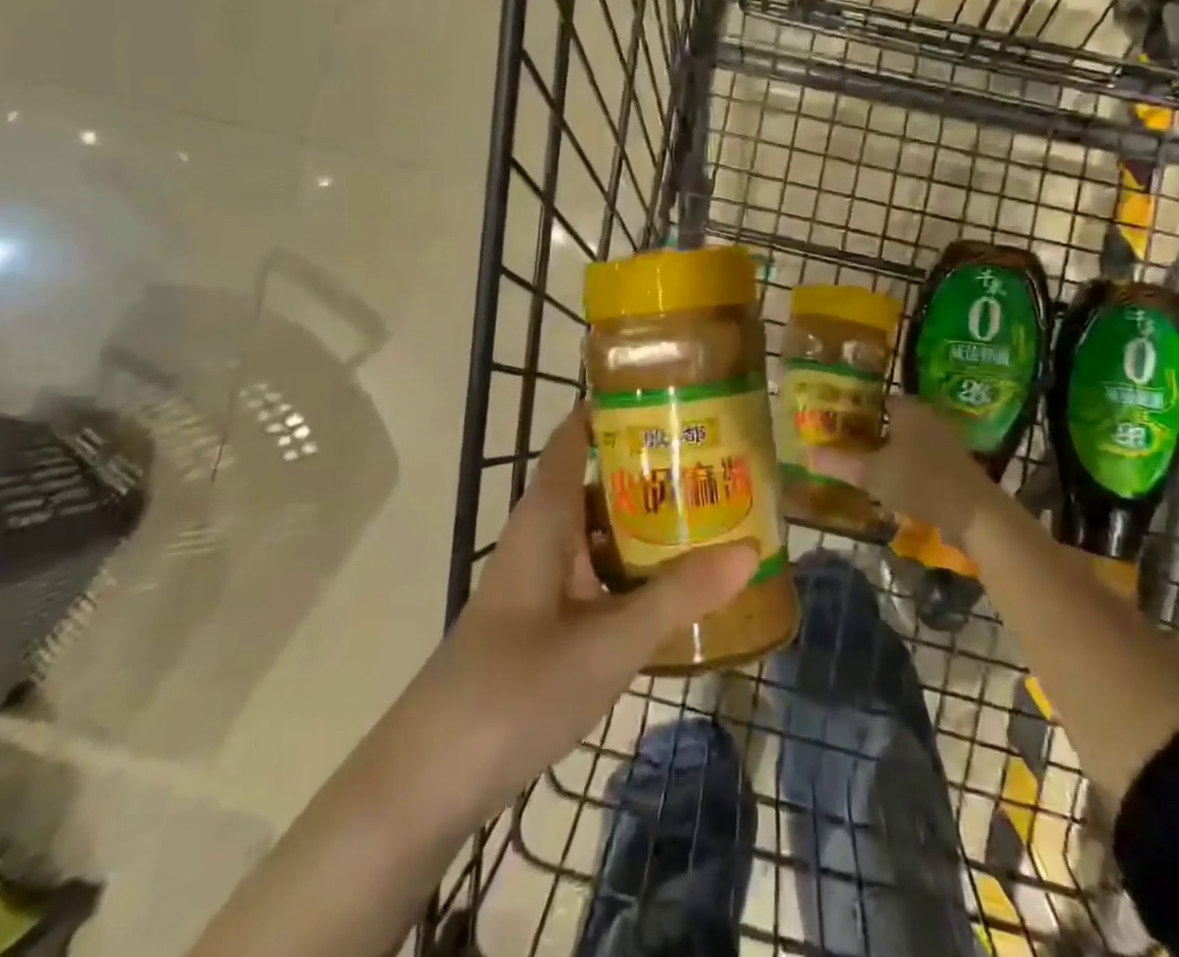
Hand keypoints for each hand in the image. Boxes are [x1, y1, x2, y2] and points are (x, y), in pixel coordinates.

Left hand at [416, 405, 756, 821]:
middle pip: (601, 480)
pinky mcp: (545, 618)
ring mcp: (542, 579)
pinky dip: (635, 570)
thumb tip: (749, 547)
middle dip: (656, 469)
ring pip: (603, 531)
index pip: (577, 434)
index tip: (676, 396)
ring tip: (715, 514)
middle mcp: (543, 535)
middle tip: (722, 459)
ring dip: (650, 523)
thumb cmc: (515, 690)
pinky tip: (677, 588)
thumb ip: (678, 596)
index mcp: (546, 516)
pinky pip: (598, 574)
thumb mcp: (608, 643)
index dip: (619, 407)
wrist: (429, 781)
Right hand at [812, 395, 1004, 547]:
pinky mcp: (955, 466)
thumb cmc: (919, 481)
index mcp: (908, 408)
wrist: (975, 514)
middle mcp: (928, 417)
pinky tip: (891, 484)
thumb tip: (806, 452)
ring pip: (908, 440)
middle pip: (893, 418)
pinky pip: (922, 459)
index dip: (856, 407)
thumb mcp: (871, 473)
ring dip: (889, 451)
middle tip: (844, 442)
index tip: (836, 419)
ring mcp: (945, 441)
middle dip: (871, 430)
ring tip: (863, 464)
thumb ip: (839, 462)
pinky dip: (906, 467)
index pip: (878, 397)